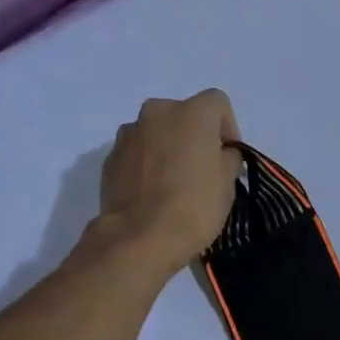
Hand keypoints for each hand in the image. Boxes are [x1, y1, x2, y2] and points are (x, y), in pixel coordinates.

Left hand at [95, 91, 242, 275]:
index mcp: (191, 112)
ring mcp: (128, 133)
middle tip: (202, 169)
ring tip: (174, 183)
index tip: (228, 157)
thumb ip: (228, 159)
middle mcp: (156, 112)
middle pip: (184, 114)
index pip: (218, 103)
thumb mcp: (228, 184)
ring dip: (169, 148)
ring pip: (158, 132)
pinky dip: (148, 164)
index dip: (228, 128)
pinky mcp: (110, 156)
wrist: (139, 237)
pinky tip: (154, 192)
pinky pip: (138, 152)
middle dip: (195, 136)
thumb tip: (222, 154)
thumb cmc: (194, 206)